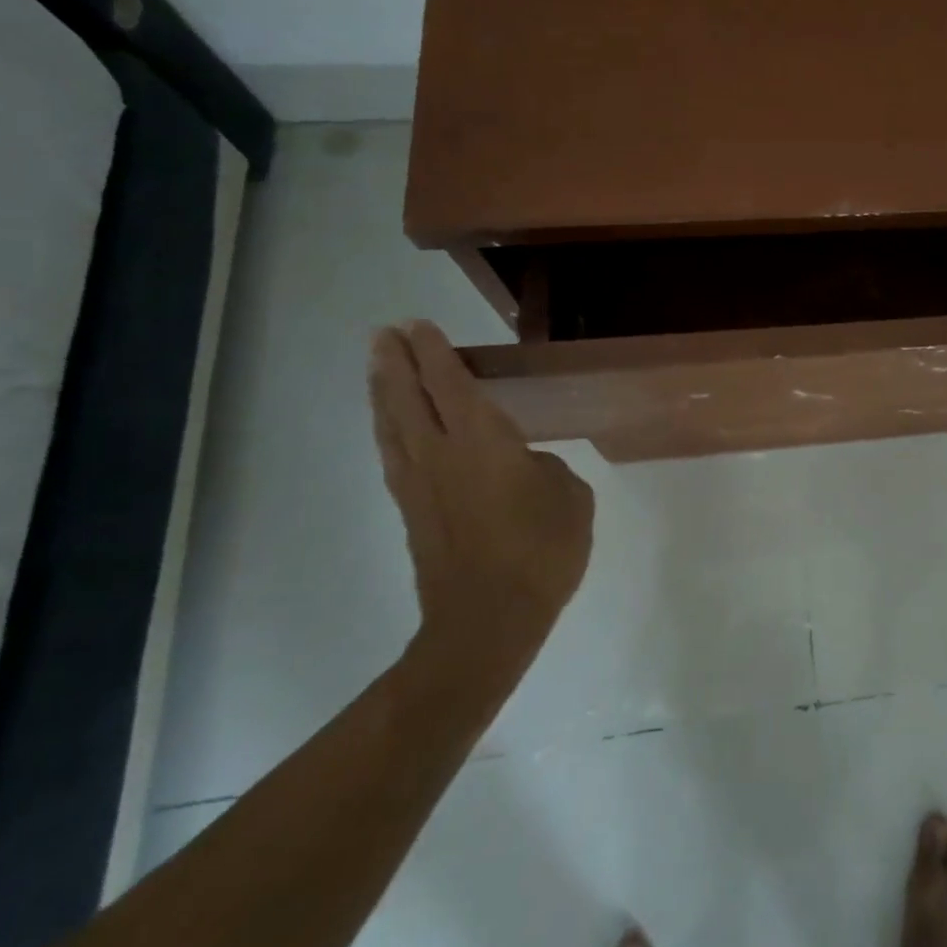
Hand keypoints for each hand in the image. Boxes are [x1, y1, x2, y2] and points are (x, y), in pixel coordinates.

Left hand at [368, 321, 594, 686]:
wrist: (487, 621)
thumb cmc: (541, 552)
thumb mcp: (570, 498)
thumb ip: (546, 469)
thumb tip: (524, 467)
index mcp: (483, 443)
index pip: (452, 385)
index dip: (436, 353)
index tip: (420, 326)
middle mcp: (442, 454)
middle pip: (408, 398)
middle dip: (396, 362)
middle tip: (384, 333)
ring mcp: (421, 485)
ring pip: (393, 426)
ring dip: (383, 392)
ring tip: (376, 366)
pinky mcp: (412, 512)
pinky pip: (393, 457)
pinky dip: (387, 432)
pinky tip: (388, 427)